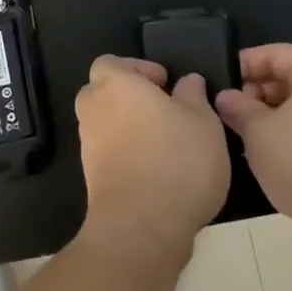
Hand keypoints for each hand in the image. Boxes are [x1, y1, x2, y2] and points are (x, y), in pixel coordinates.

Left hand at [75, 56, 230, 268]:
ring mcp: (88, 145)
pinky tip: (158, 169)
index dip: (137, 68)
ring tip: (168, 142)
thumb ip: (193, 95)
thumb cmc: (177, 160)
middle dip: (130, 97)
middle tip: (165, 110)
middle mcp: (94, 110)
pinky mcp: (92, 177)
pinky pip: (108, 152)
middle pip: (104, 92)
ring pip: (106, 124)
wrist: (142, 227)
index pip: (110, 63)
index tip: (165, 84)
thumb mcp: (203, 121)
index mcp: (115, 85)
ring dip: (130, 127)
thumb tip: (187, 82)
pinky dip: (127, 154)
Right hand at [215, 44, 291, 265]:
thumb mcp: (259, 132)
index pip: (278, 53)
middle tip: (231, 112)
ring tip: (246, 136)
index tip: (221, 81)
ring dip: (273, 117)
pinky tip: (273, 158)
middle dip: (258, 92)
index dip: (246, 62)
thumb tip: (226, 96)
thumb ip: (239, 108)